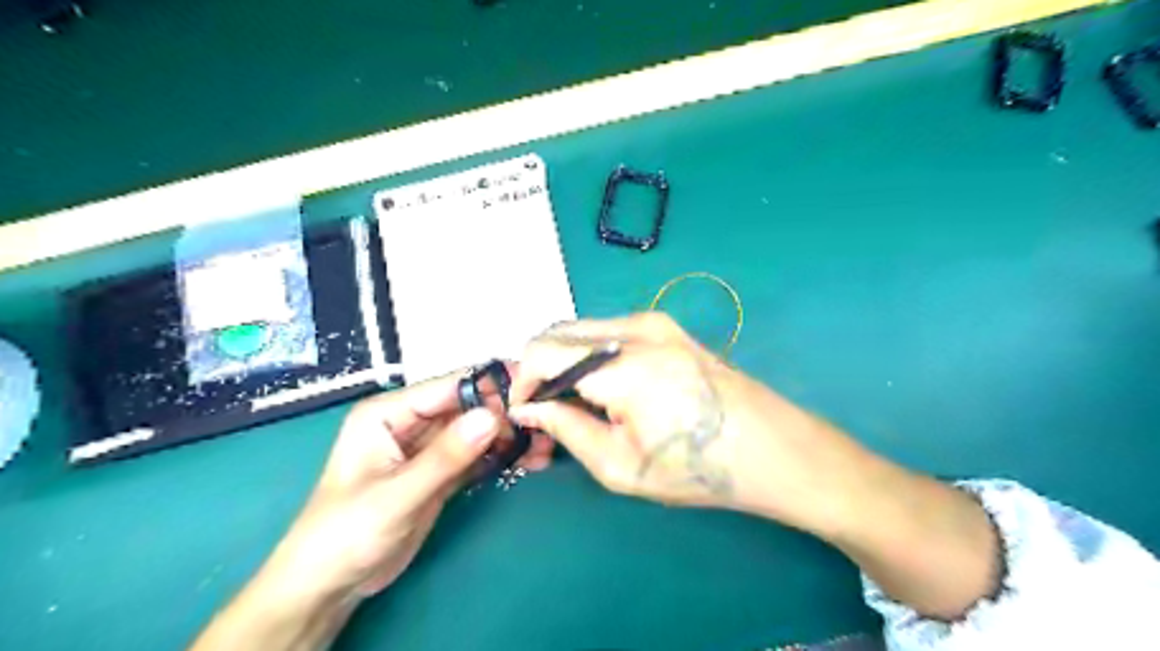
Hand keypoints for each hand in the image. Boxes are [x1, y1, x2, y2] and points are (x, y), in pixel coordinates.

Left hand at [192, 370, 537, 649]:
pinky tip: (531, 460)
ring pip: (478, 431)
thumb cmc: (346, 533)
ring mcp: (428, 448)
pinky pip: (478, 456)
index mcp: (389, 413)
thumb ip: (445, 456)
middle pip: (469, 407)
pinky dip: (503, 457)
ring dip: (510, 437)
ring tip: (545, 446)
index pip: (448, 388)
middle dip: (507, 414)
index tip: (531, 390)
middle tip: (545, 424)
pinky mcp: (442, 472)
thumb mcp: (397, 495)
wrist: (331, 585)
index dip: (490, 386)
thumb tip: (493, 416)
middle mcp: (411, 422)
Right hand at [511, 313, 873, 533]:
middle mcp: (634, 327)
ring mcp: (654, 320)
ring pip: (583, 329)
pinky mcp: (667, 325)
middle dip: (540, 368)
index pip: (542, 351)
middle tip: (546, 410)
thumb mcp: (620, 464)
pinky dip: (591, 354)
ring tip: (576, 403)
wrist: (771, 448)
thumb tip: (529, 409)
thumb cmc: (696, 467)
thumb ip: (566, 428)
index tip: (524, 412)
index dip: (522, 381)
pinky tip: (606, 389)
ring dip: (565, 360)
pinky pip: (609, 330)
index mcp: (621, 364)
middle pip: (558, 332)